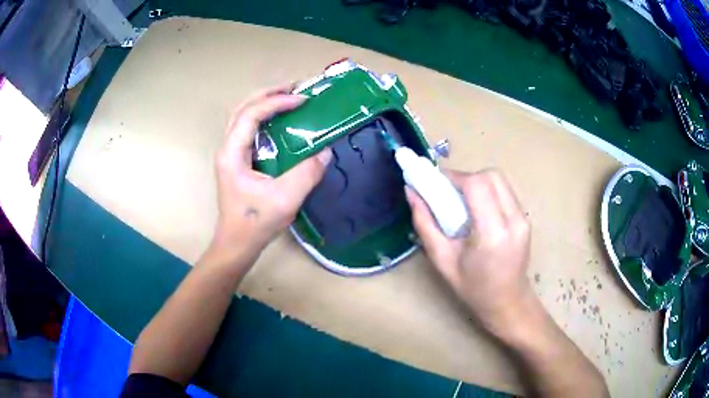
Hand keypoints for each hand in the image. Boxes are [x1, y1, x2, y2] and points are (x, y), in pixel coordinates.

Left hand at [211, 83, 332, 261]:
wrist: (237, 243)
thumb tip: (326, 150)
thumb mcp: (286, 199)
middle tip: (294, 88)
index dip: (276, 102)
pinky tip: (280, 121)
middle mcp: (228, 148)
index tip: (302, 100)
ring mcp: (231, 154)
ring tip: (287, 97)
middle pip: (243, 108)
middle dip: (268, 94)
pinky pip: (248, 130)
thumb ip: (307, 173)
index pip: (251, 114)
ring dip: (264, 103)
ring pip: (243, 117)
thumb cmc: (256, 223)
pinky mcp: (237, 161)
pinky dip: (264, 118)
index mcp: (233, 153)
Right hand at [405, 169, 532, 333]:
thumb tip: (411, 191)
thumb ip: (425, 223)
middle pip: (491, 175)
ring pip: (499, 180)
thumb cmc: (473, 288)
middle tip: (448, 192)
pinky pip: (505, 191)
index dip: (454, 176)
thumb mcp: (442, 260)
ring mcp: (523, 218)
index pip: (476, 185)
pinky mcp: (526, 218)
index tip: (436, 182)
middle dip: (466, 177)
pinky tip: (477, 209)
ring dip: (477, 181)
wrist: (508, 302)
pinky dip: (487, 190)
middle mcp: (513, 220)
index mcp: (492, 234)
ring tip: (461, 200)